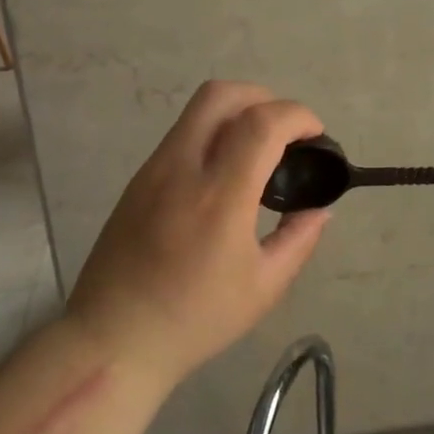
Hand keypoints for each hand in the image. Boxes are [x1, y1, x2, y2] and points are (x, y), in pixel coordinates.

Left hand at [67, 81, 331, 383]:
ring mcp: (153, 170)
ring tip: (258, 152)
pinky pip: (182, 136)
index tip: (316, 136)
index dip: (297, 116)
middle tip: (285, 133)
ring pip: (197, 110)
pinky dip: (213, 134)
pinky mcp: (138, 179)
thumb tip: (320, 209)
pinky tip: (224, 174)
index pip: (261, 124)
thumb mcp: (263, 288)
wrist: (114, 339)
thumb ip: (299, 240)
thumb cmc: (194, 320)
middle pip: (222, 94)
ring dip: (237, 113)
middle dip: (264, 97)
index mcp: (218, 198)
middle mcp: (182, 169)